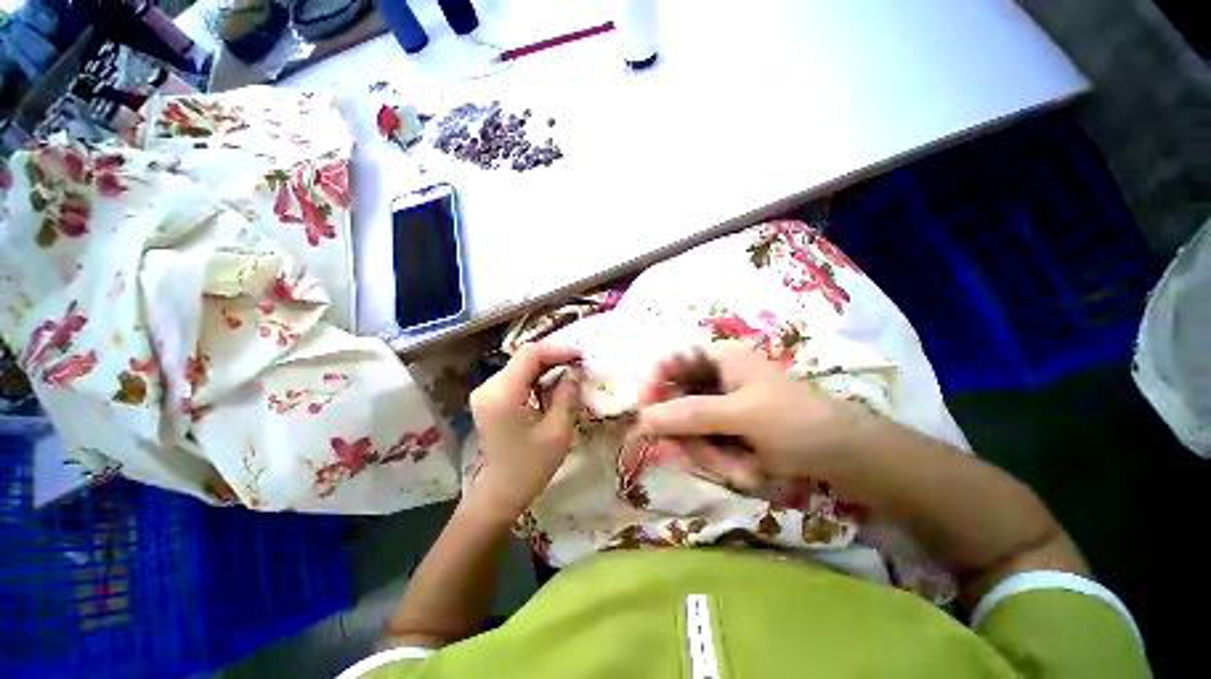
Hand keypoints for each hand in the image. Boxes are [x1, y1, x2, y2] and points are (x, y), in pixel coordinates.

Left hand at [467, 342, 581, 518]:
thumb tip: (574, 372)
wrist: (501, 493)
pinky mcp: (490, 399)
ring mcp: (486, 392)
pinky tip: (553, 385)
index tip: (580, 355)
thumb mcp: (557, 431)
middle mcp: (488, 387)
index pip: (529, 355)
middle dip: (554, 357)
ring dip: (546, 367)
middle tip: (579, 363)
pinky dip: (537, 377)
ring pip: (521, 366)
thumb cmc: (530, 467)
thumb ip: (567, 395)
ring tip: (571, 372)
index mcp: (502, 394)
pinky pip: (517, 378)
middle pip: (524, 358)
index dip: (557, 350)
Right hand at [636, 342, 875, 481]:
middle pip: (674, 402)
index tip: (645, 416)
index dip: (651, 385)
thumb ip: (691, 414)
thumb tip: (643, 418)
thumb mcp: (742, 415)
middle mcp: (712, 377)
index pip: (667, 362)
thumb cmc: (797, 422)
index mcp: (717, 357)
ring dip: (709, 455)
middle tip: (709, 459)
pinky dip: (720, 461)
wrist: (845, 456)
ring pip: (687, 429)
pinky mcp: (724, 427)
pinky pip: (703, 444)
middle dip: (689, 436)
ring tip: (741, 470)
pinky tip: (746, 471)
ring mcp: (718, 404)